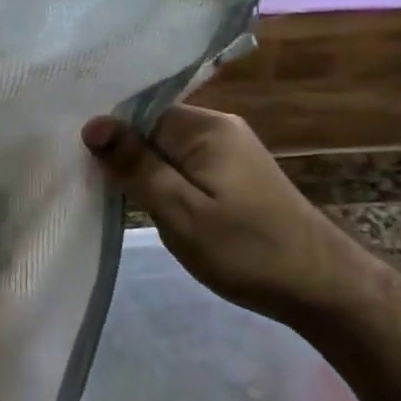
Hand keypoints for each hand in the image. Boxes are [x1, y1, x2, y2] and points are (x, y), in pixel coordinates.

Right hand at [81, 106, 370, 322]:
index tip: (77, 160)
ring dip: (144, 171)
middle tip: (92, 184)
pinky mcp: (236, 175)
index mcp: (205, 128)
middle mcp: (219, 128)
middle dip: (125, 154)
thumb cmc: (246, 249)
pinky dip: (165, 182)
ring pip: (168, 150)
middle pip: (153, 128)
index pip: (140, 113)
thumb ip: (137, 165)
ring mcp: (230, 151)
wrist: (322, 288)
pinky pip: (186, 166)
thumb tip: (93, 124)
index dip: (110, 135)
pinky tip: (151, 203)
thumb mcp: (180, 211)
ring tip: (114, 195)